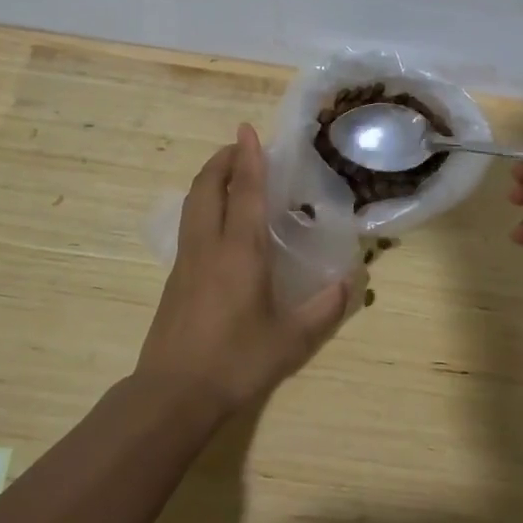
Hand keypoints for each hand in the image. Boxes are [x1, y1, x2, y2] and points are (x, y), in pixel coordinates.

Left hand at [137, 123, 348, 414]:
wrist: (173, 394)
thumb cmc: (235, 361)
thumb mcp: (290, 340)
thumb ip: (323, 308)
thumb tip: (349, 282)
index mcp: (239, 251)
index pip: (243, 191)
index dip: (248, 158)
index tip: (247, 129)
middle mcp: (209, 245)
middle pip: (207, 187)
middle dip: (222, 160)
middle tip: (240, 147)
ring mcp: (186, 261)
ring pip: (192, 204)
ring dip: (208, 180)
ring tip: (227, 175)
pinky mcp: (175, 279)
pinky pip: (189, 225)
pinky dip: (202, 205)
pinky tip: (216, 222)